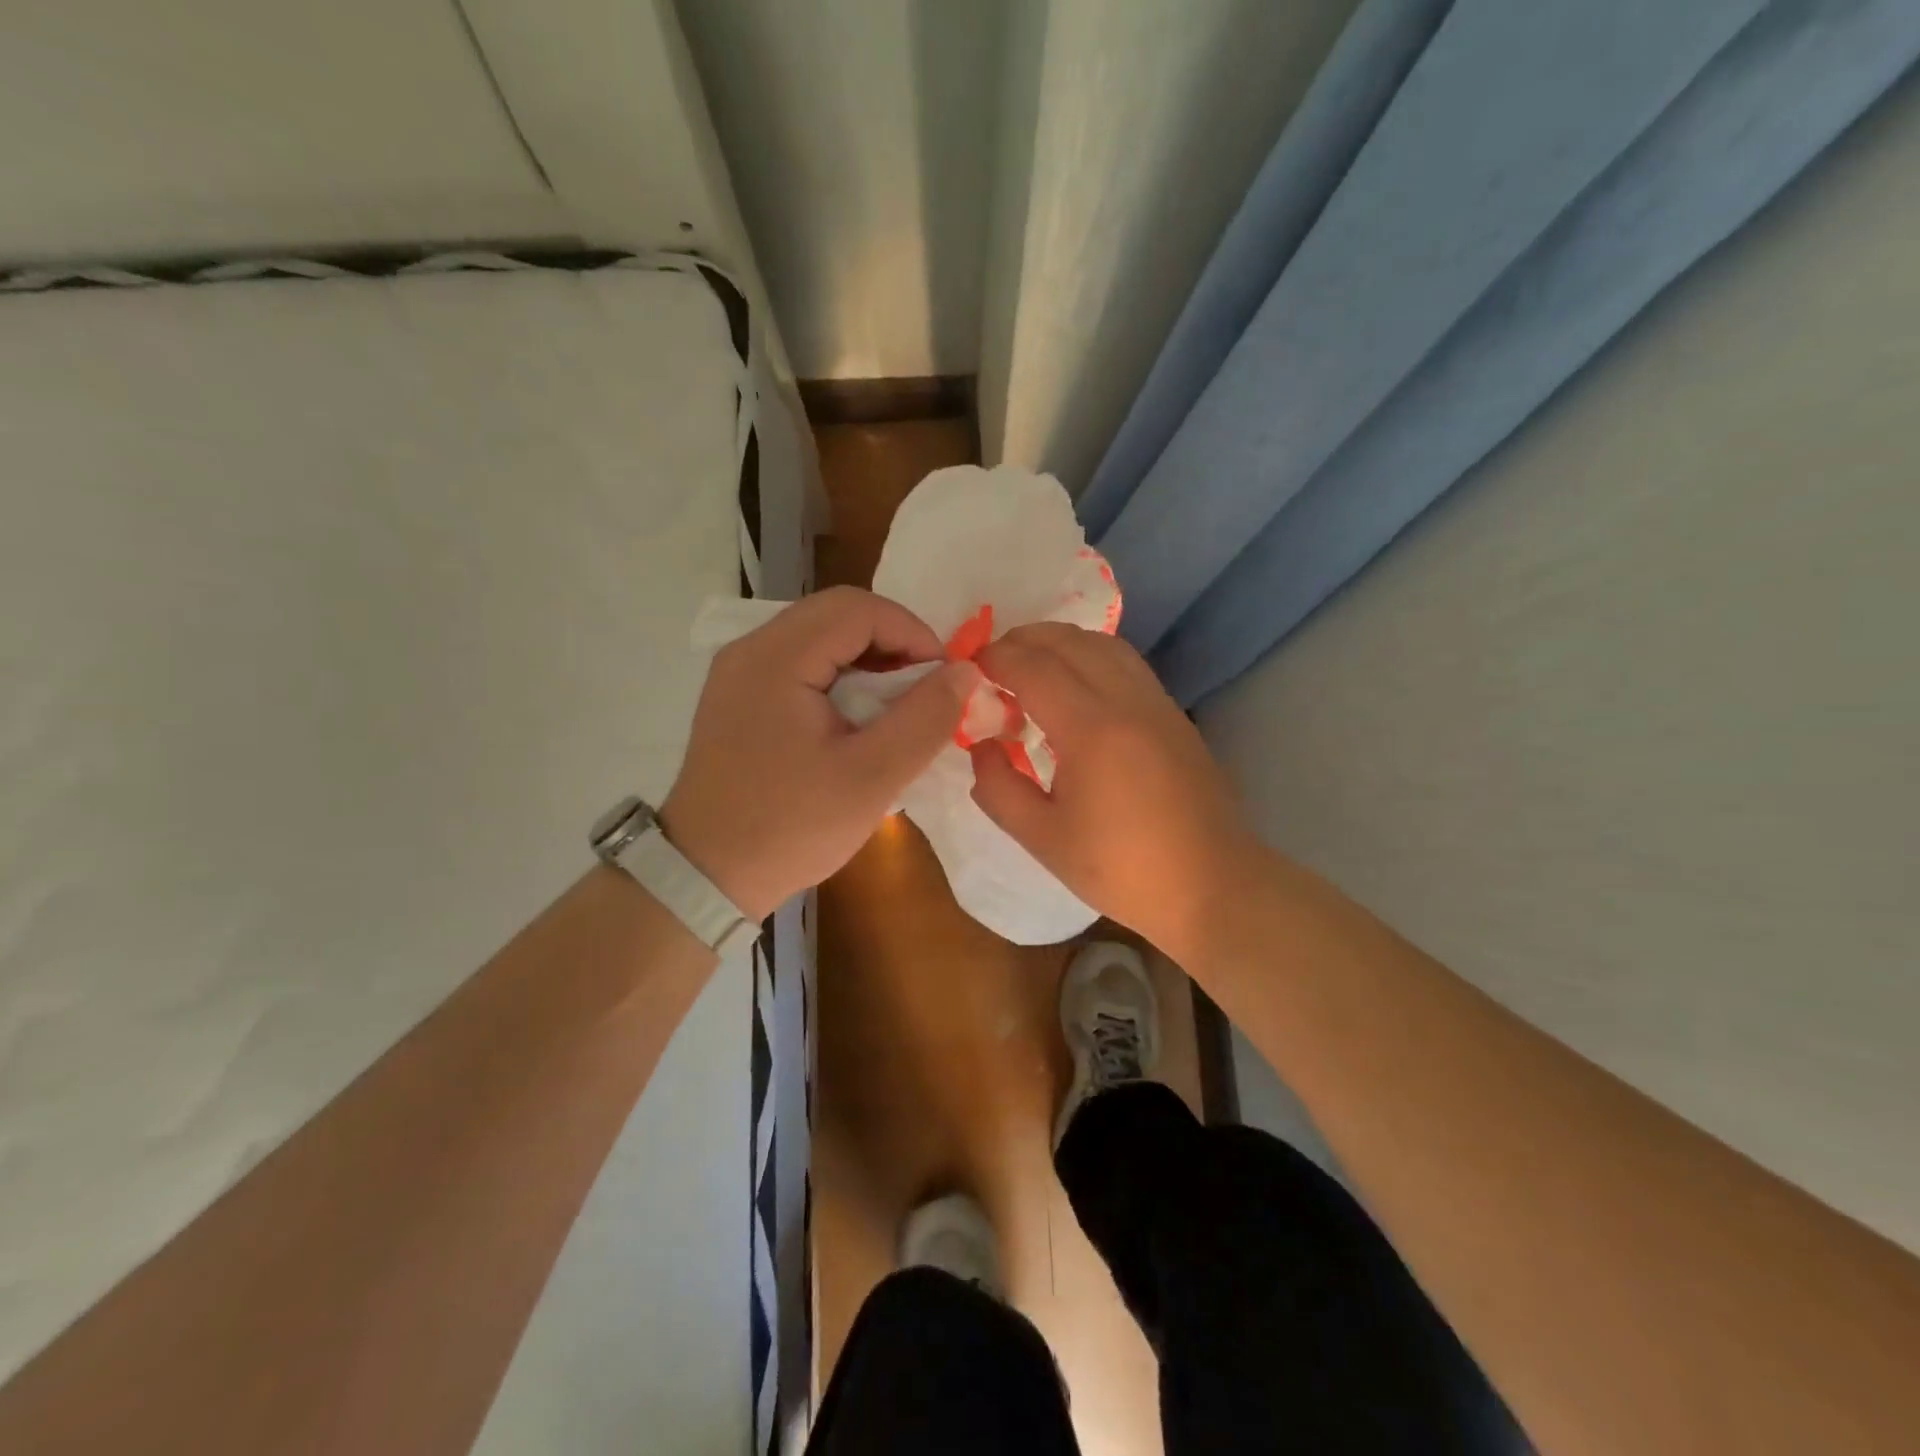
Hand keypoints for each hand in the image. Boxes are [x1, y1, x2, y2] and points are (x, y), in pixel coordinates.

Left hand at [663, 587, 978, 919]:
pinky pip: (800, 664)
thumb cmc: (791, 828)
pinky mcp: (739, 696)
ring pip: (820, 637)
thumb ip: (925, 718)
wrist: (706, 876)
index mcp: (776, 658)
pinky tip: (858, 718)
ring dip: (868, 661)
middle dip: (893, 644)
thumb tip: (965, 671)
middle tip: (925, 690)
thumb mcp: (872, 777)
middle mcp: (751, 650)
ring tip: (898, 707)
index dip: (913, 633)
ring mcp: (739, 672)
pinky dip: (840, 678)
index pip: (859, 608)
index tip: (944, 679)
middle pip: (837, 614)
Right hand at [970, 623, 1253, 957]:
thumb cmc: (1121, 868)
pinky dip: (1091, 656)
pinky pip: (1126, 663)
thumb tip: (983, 745)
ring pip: (1103, 644)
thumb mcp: (1043, 839)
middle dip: (1023, 641)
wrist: (1210, 885)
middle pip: (1068, 641)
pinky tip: (1077, 687)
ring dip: (1060, 643)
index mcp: (1090, 728)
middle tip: (993, 665)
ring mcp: (1156, 703)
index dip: (995, 659)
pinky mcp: (1173, 715)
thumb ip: (999, 788)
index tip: (970, 669)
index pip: (1033, 667)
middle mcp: (1126, 700)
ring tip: (1032, 667)